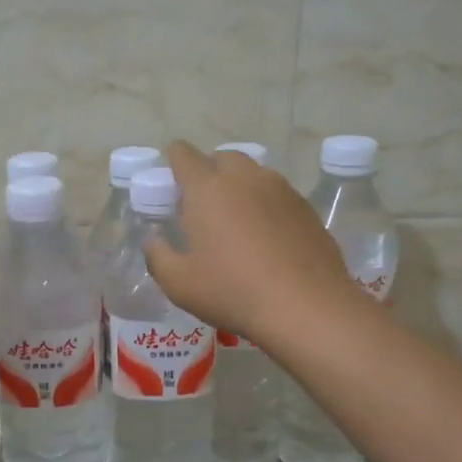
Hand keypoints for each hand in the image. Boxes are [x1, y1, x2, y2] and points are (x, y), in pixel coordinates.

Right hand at [143, 142, 357, 345]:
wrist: (306, 306)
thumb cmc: (232, 291)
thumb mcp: (178, 283)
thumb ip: (157, 255)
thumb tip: (155, 240)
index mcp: (207, 188)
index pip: (184, 154)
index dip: (173, 161)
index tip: (172, 183)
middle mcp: (244, 178)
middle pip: (222, 157)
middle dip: (209, 171)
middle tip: (203, 206)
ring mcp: (280, 189)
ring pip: (253, 173)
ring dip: (239, 186)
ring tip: (236, 221)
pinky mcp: (305, 207)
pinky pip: (278, 193)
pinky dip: (265, 205)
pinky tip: (266, 237)